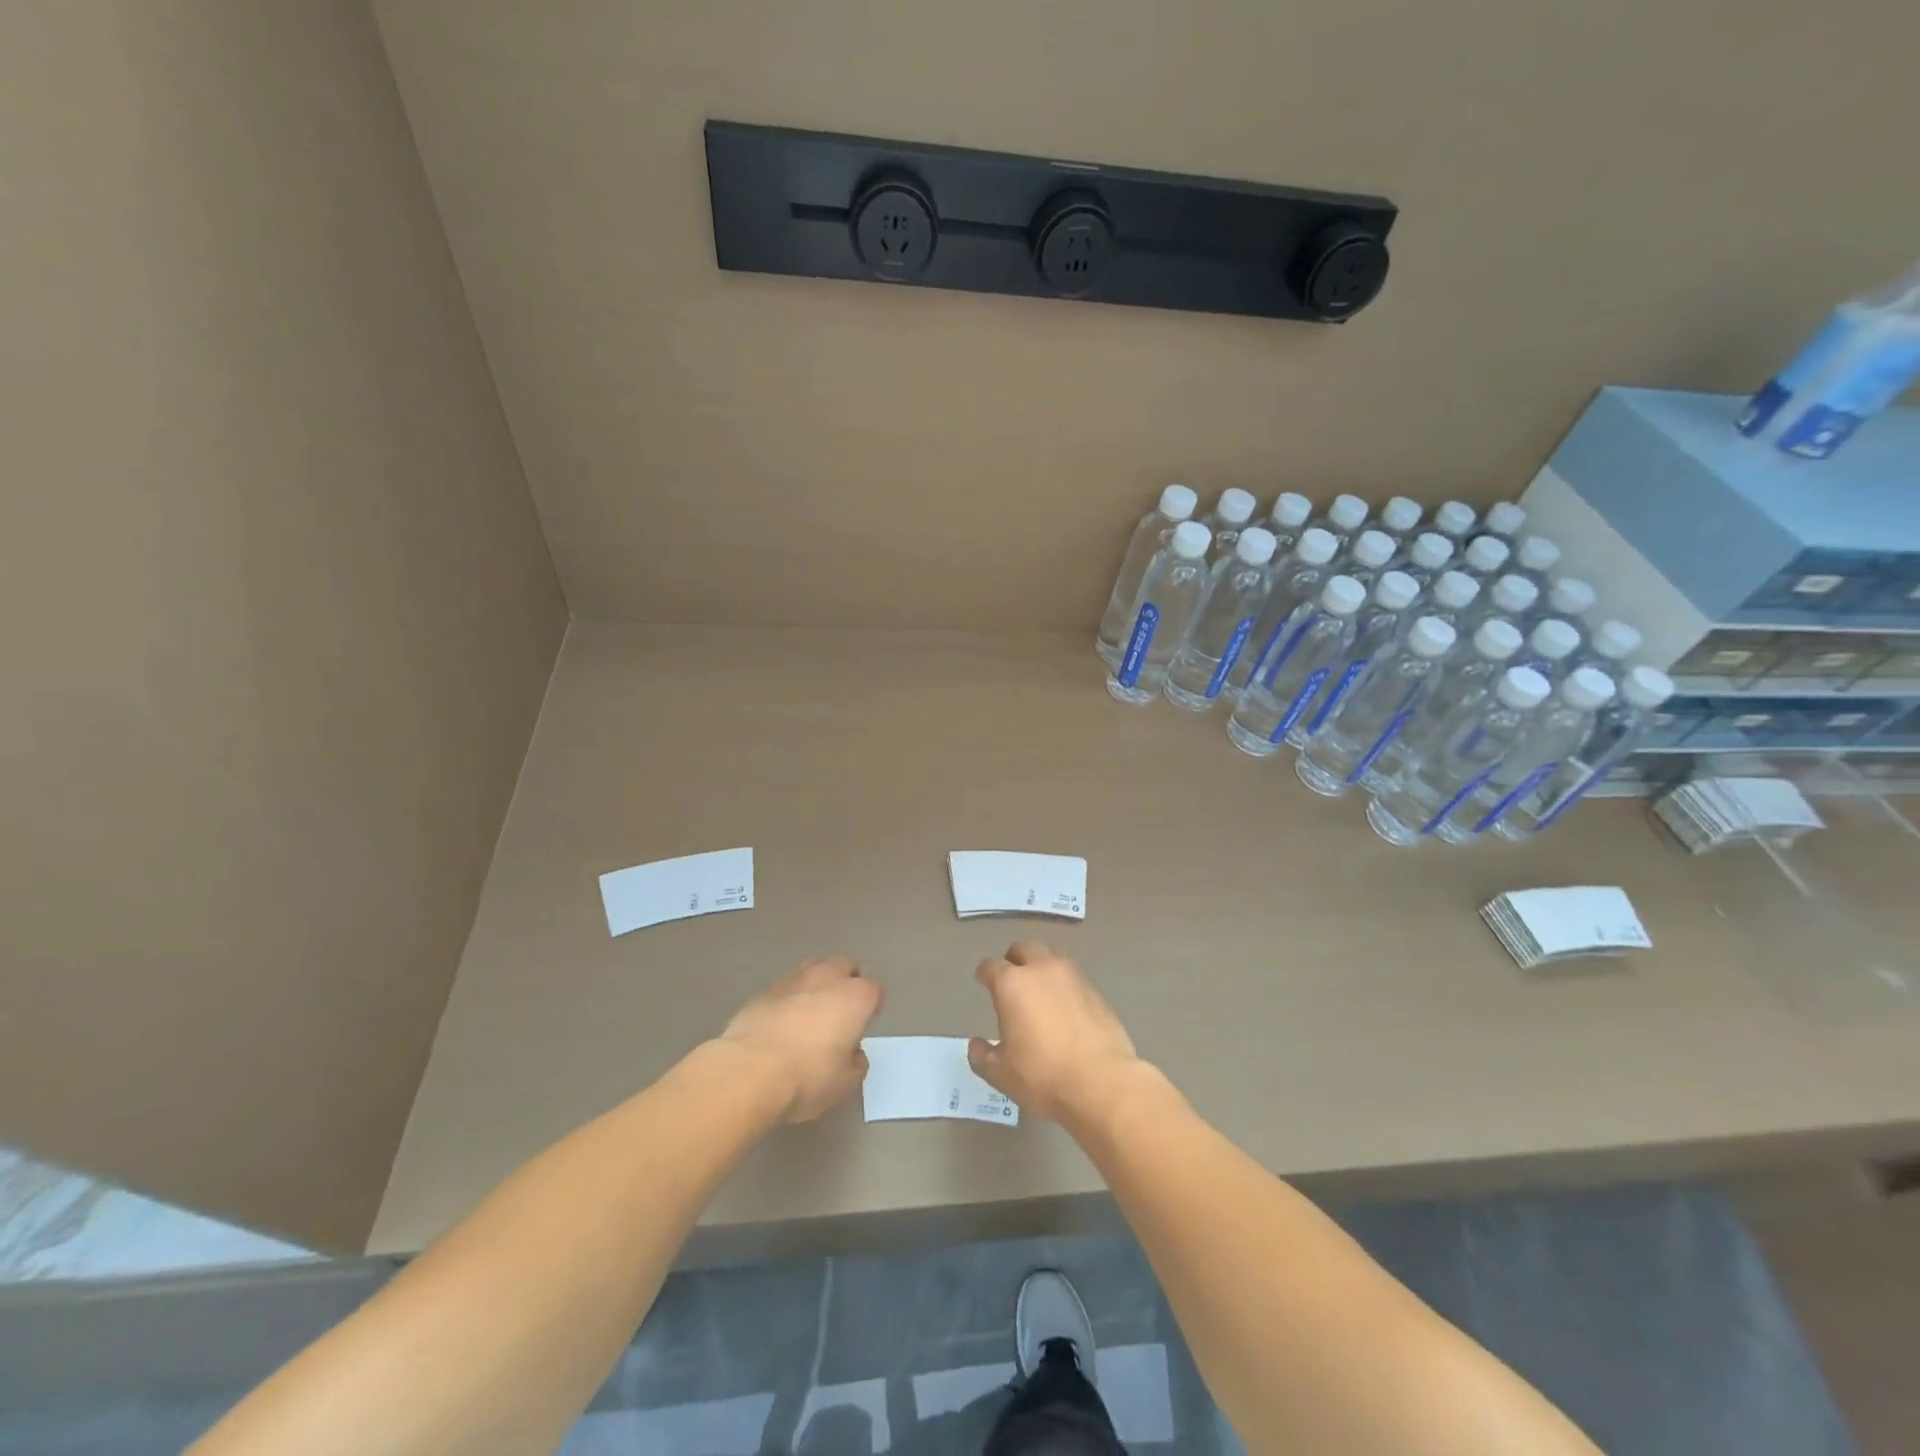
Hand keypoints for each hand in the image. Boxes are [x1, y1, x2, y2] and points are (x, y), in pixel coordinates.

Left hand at [718, 957, 882, 1121]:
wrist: (749, 1071)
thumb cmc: (808, 1076)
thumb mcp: (844, 1083)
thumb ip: (855, 1064)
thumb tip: (852, 1054)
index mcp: (856, 997)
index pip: (875, 988)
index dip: (873, 1003)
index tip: (868, 1020)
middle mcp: (828, 978)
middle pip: (845, 966)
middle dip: (847, 981)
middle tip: (842, 1009)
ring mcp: (793, 980)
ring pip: (813, 969)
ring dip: (817, 984)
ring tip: (811, 1011)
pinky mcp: (763, 991)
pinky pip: (785, 988)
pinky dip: (789, 999)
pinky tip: (781, 1023)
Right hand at [968, 942, 1145, 1124]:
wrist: (1102, 1082)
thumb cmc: (1043, 1075)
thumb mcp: (1001, 1073)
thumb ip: (982, 1056)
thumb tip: (977, 1044)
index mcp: (1012, 983)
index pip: (991, 966)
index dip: (984, 974)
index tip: (983, 981)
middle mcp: (1042, 970)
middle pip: (1024, 949)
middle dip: (1014, 960)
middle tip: (1011, 979)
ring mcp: (1073, 977)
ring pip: (1052, 957)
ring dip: (1042, 966)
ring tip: (1039, 988)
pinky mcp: (1096, 991)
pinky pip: (1073, 977)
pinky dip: (1064, 985)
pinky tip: (1065, 1007)